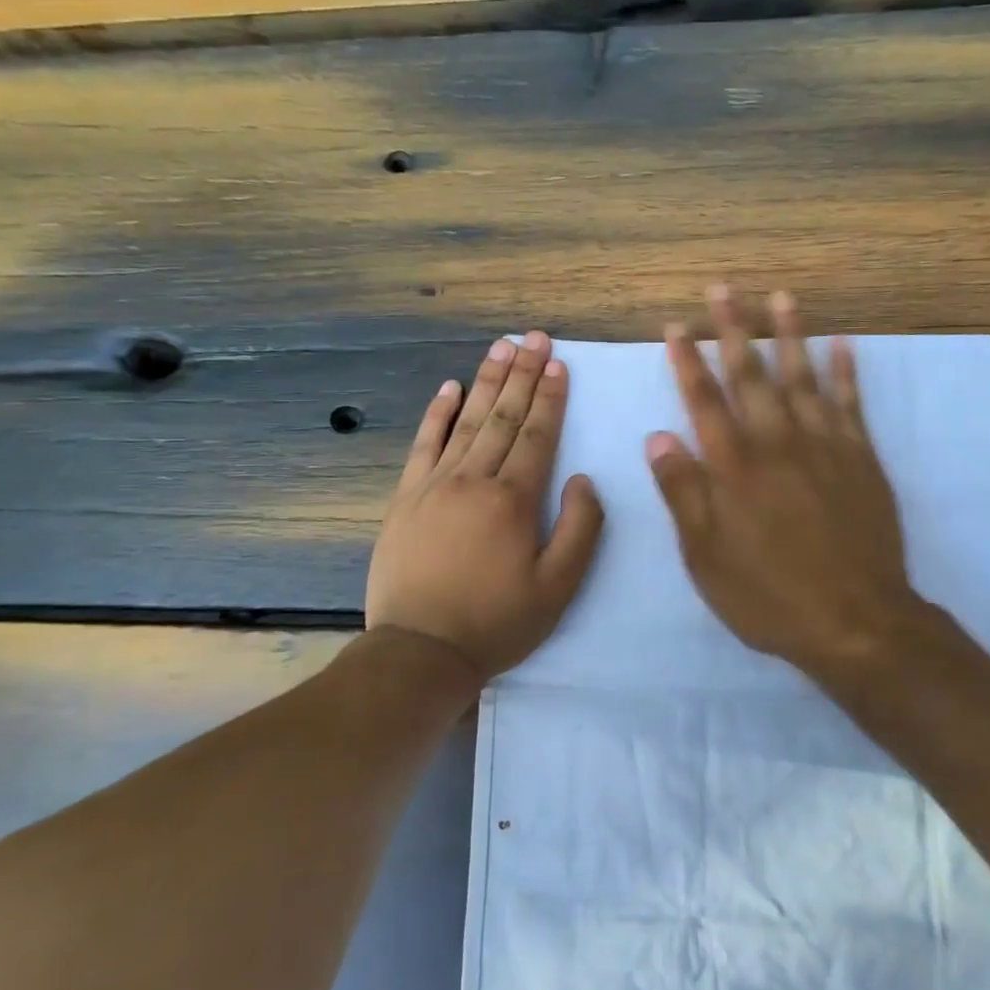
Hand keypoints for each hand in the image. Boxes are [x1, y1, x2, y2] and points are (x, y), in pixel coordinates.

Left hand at [367, 332, 604, 682]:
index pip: (538, 435)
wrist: (420, 651)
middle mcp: (474, 479)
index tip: (559, 364)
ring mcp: (435, 484)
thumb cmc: (497, 621)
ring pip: (467, 421)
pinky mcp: (406, 497)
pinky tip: (449, 387)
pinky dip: (438, 413)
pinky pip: (424, 444)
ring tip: (502, 347)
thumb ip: (579, 528)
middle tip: (535, 337)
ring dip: (487, 381)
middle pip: (504, 417)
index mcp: (513, 499)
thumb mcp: (558, 587)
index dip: (551, 397)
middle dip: (523, 374)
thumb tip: (583, 479)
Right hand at [647, 287, 924, 684]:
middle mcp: (777, 443)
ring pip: (803, 376)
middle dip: (733, 329)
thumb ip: (683, 492)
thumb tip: (658, 436)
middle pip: (751, 375)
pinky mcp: (861, 457)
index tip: (676, 326)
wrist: (855, 620)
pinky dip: (847, 371)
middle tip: (723, 290)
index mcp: (734, 467)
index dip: (688, 361)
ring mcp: (824, 445)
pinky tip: (844, 343)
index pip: (704, 400)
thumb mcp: (706, 557)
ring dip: (791, 334)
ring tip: (781, 297)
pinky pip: (852, 403)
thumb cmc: (768, 595)